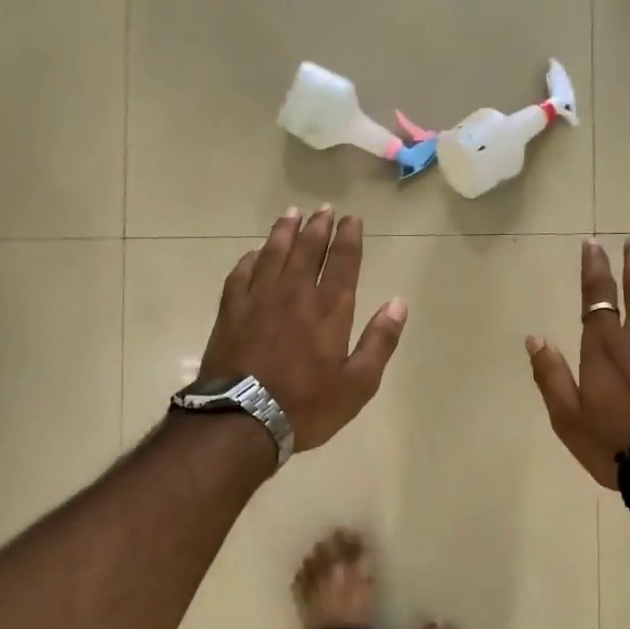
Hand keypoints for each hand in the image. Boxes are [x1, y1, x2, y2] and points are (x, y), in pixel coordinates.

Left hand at [199, 205, 407, 453]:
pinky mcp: (231, 311)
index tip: (352, 219)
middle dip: (318, 227)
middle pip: (307, 250)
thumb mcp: (358, 384)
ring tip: (292, 214)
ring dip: (284, 232)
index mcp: (329, 310)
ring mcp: (258, 299)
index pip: (343, 263)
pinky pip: (241, 274)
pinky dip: (250, 259)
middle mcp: (295, 294)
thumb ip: (379, 341)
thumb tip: (398, 303)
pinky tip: (254, 253)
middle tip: (324, 209)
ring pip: (273, 253)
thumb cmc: (306, 405)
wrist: (242, 419)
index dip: (349, 238)